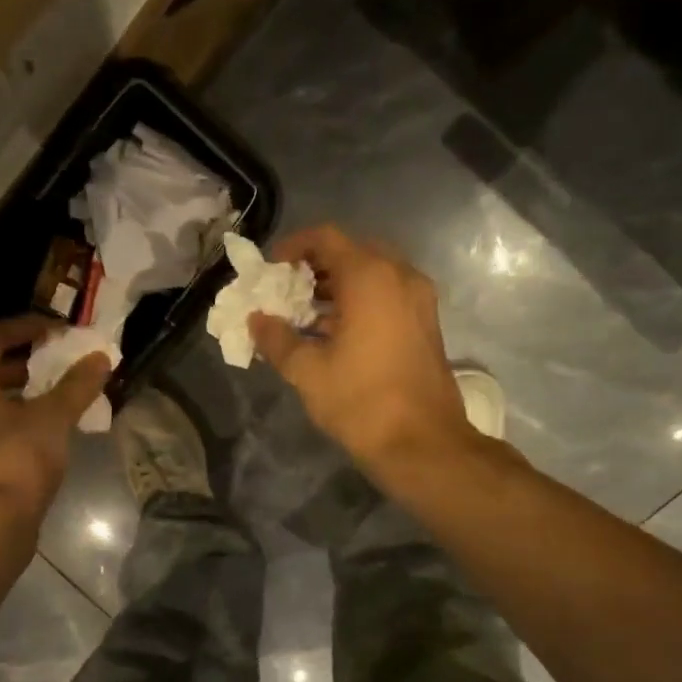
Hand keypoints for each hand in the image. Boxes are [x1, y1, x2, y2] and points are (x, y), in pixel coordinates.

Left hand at [0, 315, 111, 527]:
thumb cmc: (16, 459)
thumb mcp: (53, 417)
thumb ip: (77, 385)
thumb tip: (100, 357)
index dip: (30, 327)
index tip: (62, 331)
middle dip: (28, 360)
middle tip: (62, 361)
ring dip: (23, 391)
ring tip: (60, 393)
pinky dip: (16, 418)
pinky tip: (47, 429)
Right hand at [250, 226, 481, 480]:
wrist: (422, 442)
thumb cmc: (360, 401)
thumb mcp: (307, 371)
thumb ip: (276, 339)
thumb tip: (256, 320)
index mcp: (370, 277)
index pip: (326, 238)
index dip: (293, 246)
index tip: (270, 269)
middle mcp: (400, 276)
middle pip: (352, 252)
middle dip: (315, 267)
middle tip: (286, 290)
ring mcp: (418, 299)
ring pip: (372, 275)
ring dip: (337, 287)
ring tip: (303, 314)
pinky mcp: (425, 323)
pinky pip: (387, 295)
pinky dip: (358, 302)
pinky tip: (333, 333)